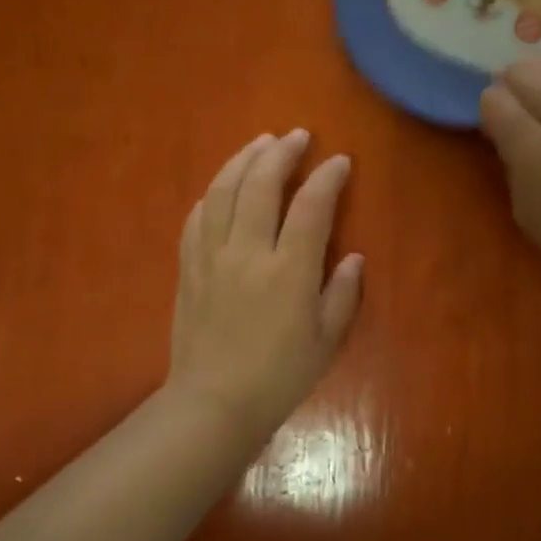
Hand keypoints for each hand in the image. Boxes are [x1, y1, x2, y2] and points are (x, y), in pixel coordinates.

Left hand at [166, 130, 362, 442]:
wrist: (214, 404)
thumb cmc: (279, 377)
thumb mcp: (326, 340)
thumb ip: (342, 293)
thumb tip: (352, 257)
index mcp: (289, 271)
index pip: (312, 206)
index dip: (328, 178)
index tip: (339, 162)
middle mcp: (248, 252)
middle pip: (262, 184)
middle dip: (282, 153)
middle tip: (297, 136)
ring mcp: (212, 256)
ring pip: (224, 191)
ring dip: (244, 160)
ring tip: (260, 143)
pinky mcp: (189, 267)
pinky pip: (198, 217)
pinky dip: (214, 193)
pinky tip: (223, 187)